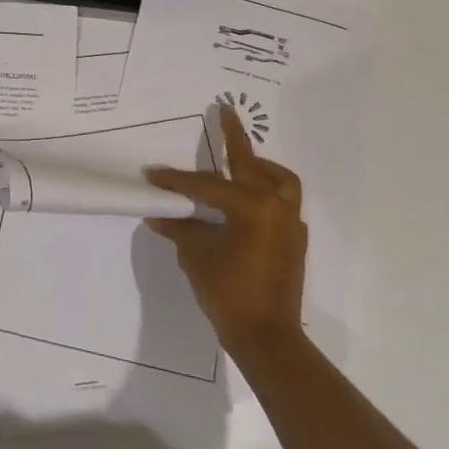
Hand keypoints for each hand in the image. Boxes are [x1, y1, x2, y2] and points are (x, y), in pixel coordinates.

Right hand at [145, 109, 307, 358]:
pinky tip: (247, 201)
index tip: (153, 175)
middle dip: (234, 136)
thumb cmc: (228, 292)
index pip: (206, 185)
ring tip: (241, 161)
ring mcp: (290, 223)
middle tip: (225, 110)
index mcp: (250, 206)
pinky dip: (267, 192)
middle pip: (251, 163)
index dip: (177, 180)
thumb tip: (159, 213)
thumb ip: (180, 228)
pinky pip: (283, 202)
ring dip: (260, 166)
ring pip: (279, 179)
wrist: (267, 338)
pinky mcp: (294, 240)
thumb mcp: (196, 256)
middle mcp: (275, 206)